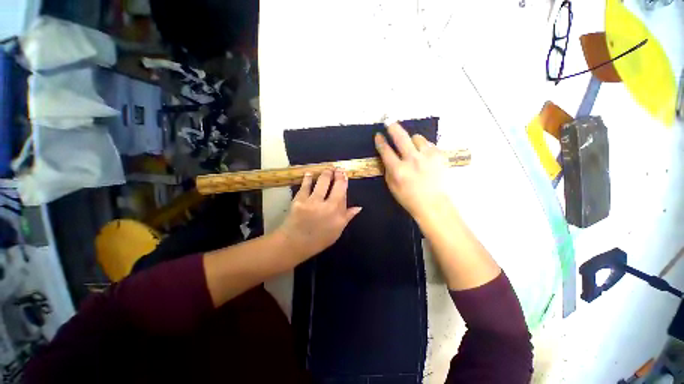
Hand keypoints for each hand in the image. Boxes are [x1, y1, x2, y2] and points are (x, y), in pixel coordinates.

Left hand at [276, 169, 361, 261]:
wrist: (294, 244)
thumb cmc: (318, 240)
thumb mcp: (337, 231)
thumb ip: (347, 217)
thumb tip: (358, 207)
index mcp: (338, 214)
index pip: (343, 193)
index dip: (344, 181)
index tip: (345, 175)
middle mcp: (327, 206)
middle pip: (335, 185)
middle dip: (337, 174)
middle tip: (337, 169)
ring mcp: (313, 202)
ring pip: (322, 182)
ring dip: (326, 173)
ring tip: (328, 169)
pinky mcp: (299, 200)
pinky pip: (306, 186)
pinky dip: (308, 178)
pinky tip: (309, 173)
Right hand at [374, 123, 450, 219]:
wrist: (434, 204)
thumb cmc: (409, 198)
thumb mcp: (392, 187)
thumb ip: (388, 170)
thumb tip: (386, 156)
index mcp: (398, 170)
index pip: (386, 150)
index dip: (380, 141)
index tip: (378, 135)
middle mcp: (412, 160)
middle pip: (401, 137)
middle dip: (393, 128)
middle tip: (390, 123)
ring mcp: (427, 156)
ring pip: (417, 138)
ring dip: (412, 141)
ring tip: (412, 148)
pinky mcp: (439, 155)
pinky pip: (429, 144)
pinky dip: (424, 147)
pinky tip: (423, 155)